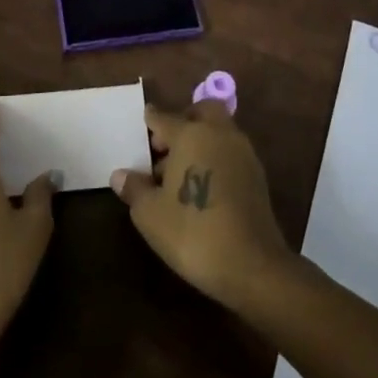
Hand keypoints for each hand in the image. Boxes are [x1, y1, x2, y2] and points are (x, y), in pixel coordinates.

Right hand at [111, 99, 294, 313]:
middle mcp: (219, 134)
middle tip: (166, 146)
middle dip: (183, 120)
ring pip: (219, 131)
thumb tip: (120, 175)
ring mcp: (243, 153)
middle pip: (202, 111)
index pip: (163, 117)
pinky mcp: (257, 175)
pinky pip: (230, 152)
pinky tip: (202, 187)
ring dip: (201, 140)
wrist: (252, 265)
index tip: (142, 123)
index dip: (150, 121)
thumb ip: (134, 188)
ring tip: (179, 173)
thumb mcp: (150, 214)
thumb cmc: (193, 232)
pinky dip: (215, 158)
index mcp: (191, 134)